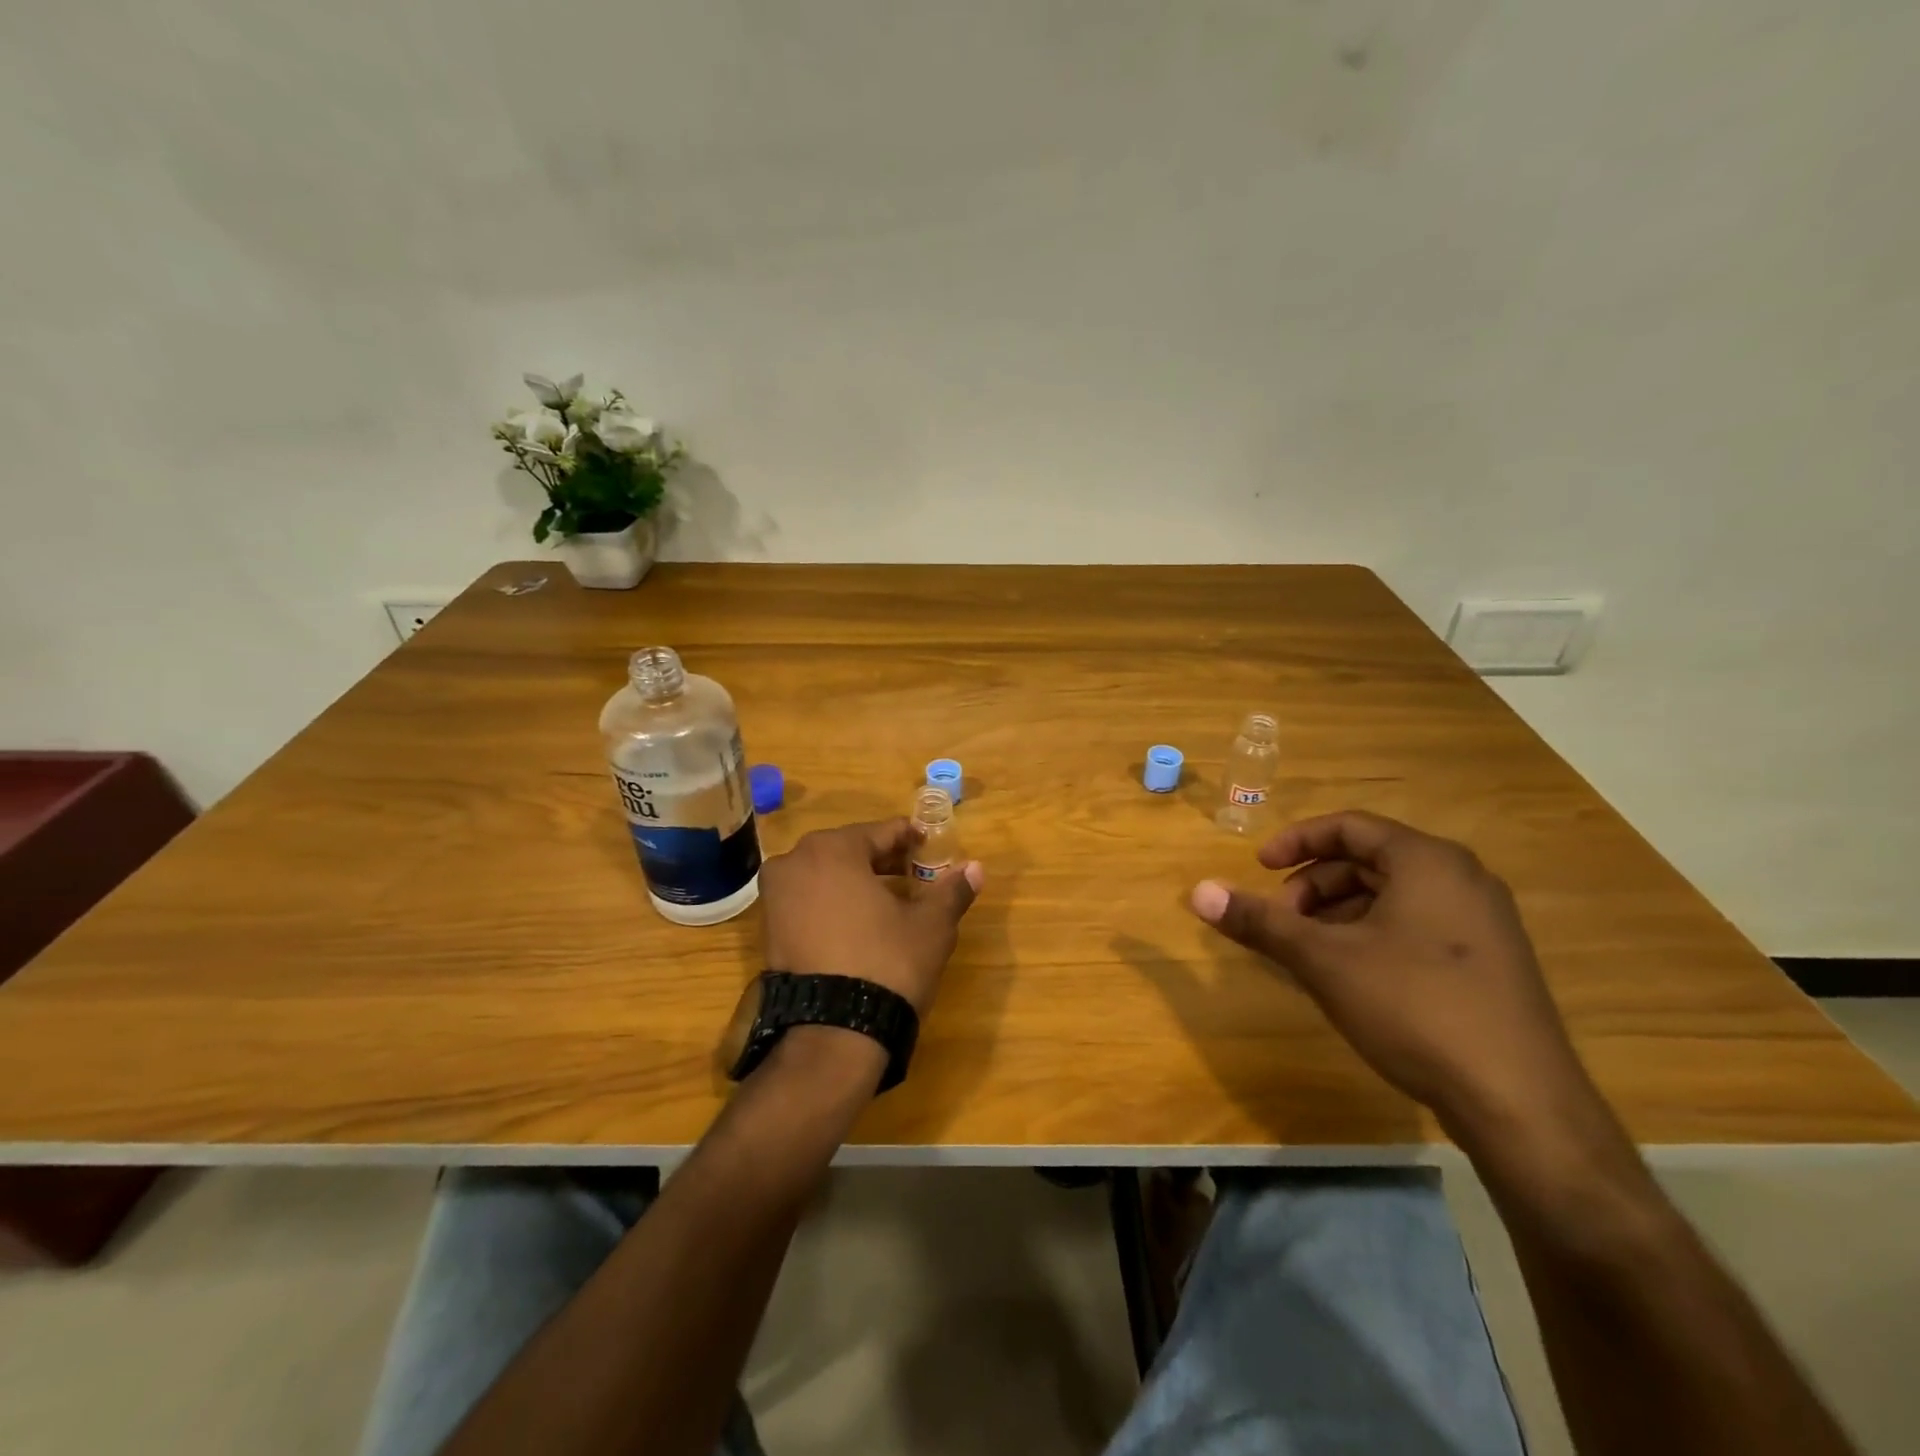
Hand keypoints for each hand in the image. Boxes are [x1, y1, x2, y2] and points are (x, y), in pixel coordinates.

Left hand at [759, 818, 982, 1014]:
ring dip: (857, 882)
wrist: (832, 1034)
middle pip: (850, 850)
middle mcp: (794, 862)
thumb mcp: (930, 926)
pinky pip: (808, 901)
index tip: (931, 848)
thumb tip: (976, 867)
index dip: (911, 839)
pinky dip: (834, 904)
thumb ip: (952, 890)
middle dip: (883, 861)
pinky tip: (860, 925)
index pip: (882, 832)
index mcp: (832, 849)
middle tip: (915, 875)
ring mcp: (775, 897)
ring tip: (891, 901)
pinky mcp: (768, 930)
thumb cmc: (886, 963)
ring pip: (826, 875)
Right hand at [1187, 810, 1596, 1138]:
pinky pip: (1416, 926)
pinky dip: (1371, 936)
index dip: (1295, 842)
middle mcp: (1462, 879)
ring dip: (1339, 914)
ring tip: (1309, 954)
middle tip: (1281, 922)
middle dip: (1313, 886)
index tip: (1258, 868)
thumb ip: (1260, 921)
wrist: (1521, 1104)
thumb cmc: (1414, 1008)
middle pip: (1368, 861)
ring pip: (1392, 897)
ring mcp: (1483, 923)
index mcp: (1427, 861)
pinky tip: (1350, 977)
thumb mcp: (1324, 960)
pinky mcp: (1491, 963)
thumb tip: (1198, 891)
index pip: (1348, 826)